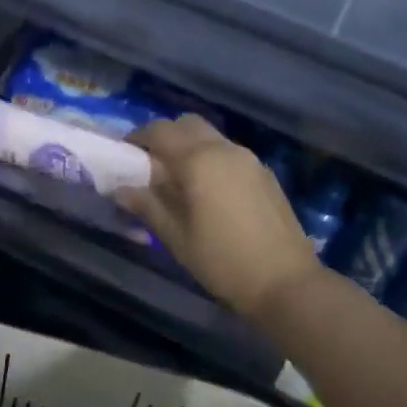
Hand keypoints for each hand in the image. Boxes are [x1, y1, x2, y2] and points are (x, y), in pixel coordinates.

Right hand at [116, 117, 323, 322]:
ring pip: (210, 137)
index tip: (124, 156)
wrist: (286, 282)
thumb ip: (147, 206)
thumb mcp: (176, 237)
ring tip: (178, 180)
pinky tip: (207, 191)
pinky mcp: (264, 173)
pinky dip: (210, 159)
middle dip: (164, 136)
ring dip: (189, 147)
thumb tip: (120, 188)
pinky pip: (228, 153)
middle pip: (187, 124)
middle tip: (150, 165)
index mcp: (199, 160)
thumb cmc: (222, 261)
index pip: (159, 131)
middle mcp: (224, 149)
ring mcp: (249, 159)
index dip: (137, 138)